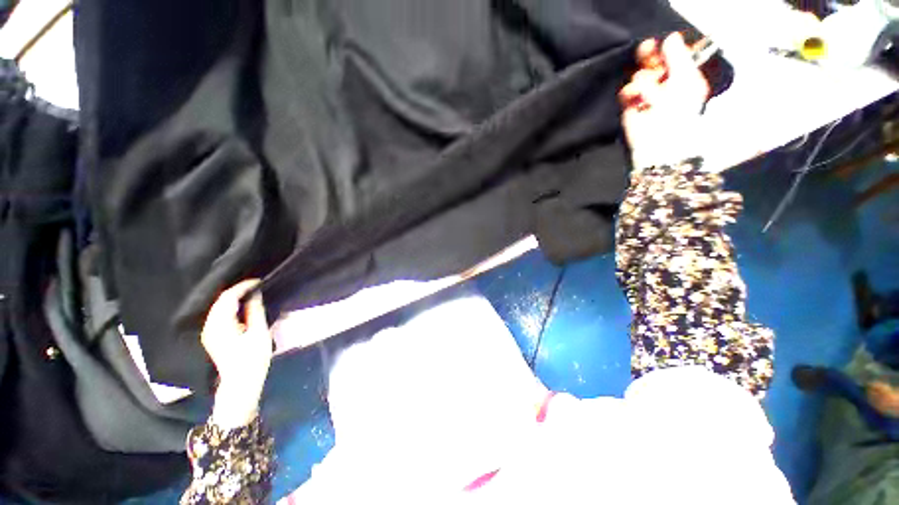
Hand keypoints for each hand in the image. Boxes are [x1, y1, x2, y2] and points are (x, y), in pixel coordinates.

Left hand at [201, 280, 272, 428]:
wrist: (241, 382)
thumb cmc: (253, 359)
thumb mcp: (259, 333)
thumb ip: (255, 311)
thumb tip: (255, 294)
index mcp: (220, 325)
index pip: (227, 298)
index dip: (242, 287)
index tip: (258, 281)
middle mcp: (209, 327)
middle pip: (220, 301)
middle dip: (237, 290)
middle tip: (256, 285)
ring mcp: (209, 332)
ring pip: (218, 308)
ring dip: (233, 298)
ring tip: (251, 293)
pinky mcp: (212, 337)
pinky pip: (219, 315)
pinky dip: (230, 307)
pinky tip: (242, 306)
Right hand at [619, 33, 710, 168]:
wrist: (660, 142)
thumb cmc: (680, 113)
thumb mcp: (686, 81)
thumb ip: (679, 58)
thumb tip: (670, 37)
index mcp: (684, 78)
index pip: (674, 57)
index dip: (666, 49)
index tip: (659, 43)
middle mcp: (665, 85)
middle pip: (654, 63)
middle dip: (649, 56)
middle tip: (645, 50)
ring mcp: (646, 96)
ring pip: (639, 76)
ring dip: (641, 80)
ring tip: (644, 90)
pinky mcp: (630, 108)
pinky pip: (626, 92)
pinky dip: (629, 93)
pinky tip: (633, 96)